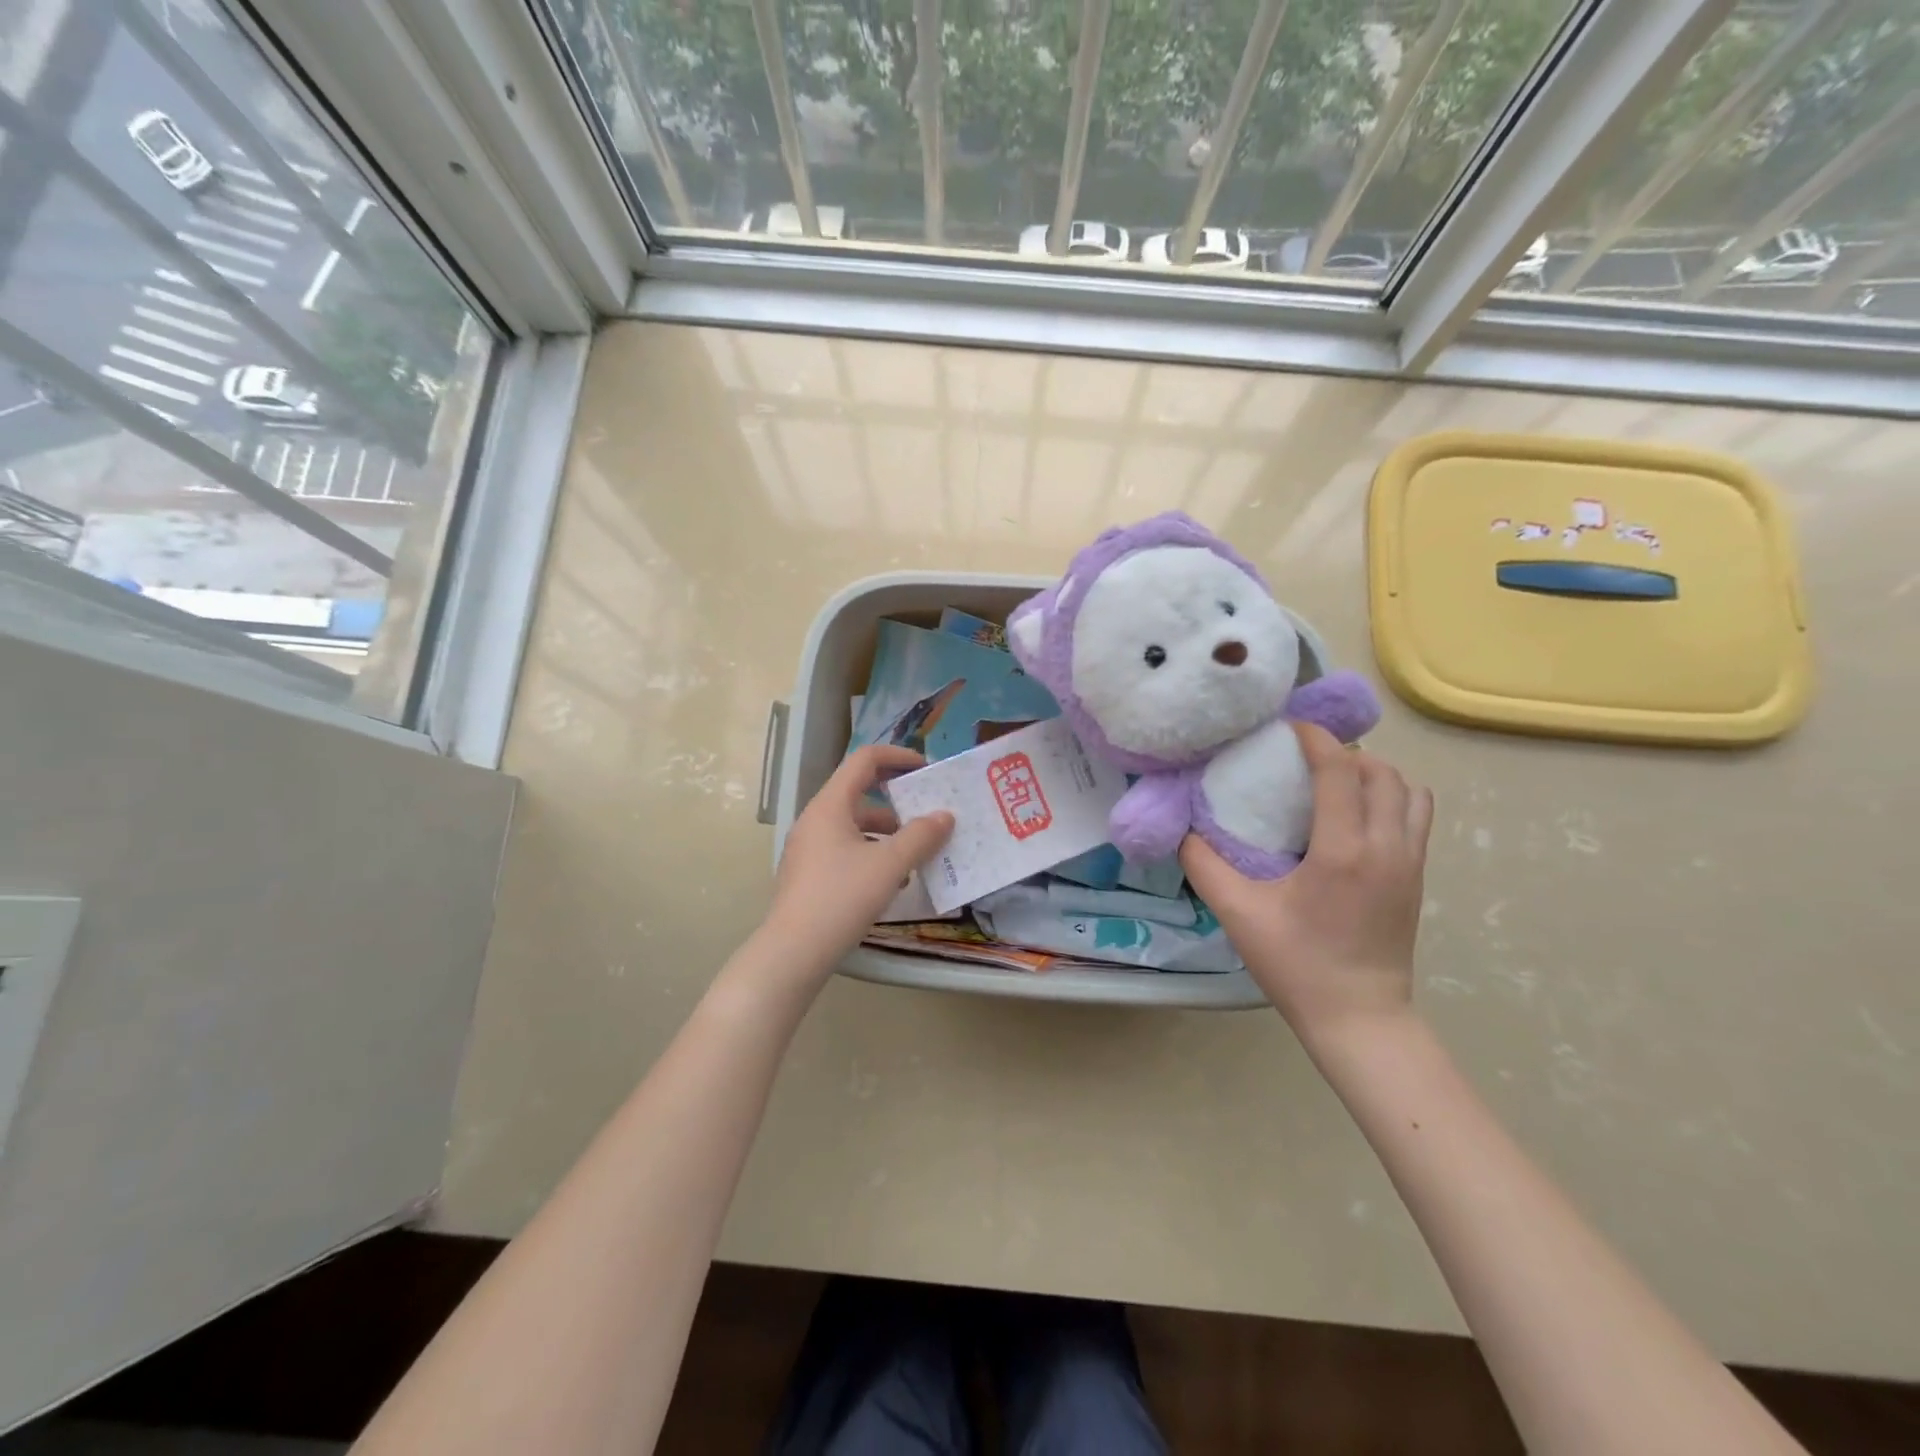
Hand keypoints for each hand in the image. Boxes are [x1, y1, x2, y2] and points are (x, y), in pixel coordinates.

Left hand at [764, 744, 953, 977]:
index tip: (926, 769)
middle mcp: (816, 819)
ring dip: (888, 833)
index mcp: (831, 805)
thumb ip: (921, 836)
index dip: (897, 757)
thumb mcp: (890, 865)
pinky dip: (872, 854)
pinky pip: (846, 850)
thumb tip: (945, 816)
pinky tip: (893, 881)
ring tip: (917, 854)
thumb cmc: (842, 897)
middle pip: (860, 794)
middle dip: (898, 803)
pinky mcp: (809, 874)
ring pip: (855, 826)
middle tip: (928, 814)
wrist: (793, 951)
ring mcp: (809, 848)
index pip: (864, 760)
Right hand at [1181, 723, 1432, 1041]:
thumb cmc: (1296, 965)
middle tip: (1303, 757)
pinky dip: (1391, 797)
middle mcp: (1386, 846)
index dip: (1315, 738)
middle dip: (1344, 751)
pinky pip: (1416, 815)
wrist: (1359, 1019)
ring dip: (1374, 773)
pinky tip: (1355, 815)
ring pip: (1408, 790)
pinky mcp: (1418, 878)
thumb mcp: (1237, 914)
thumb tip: (1183, 829)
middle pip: (1381, 771)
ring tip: (1334, 781)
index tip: (1287, 728)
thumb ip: (1203, 864)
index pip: (1340, 769)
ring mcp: (1410, 862)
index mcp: (1343, 850)